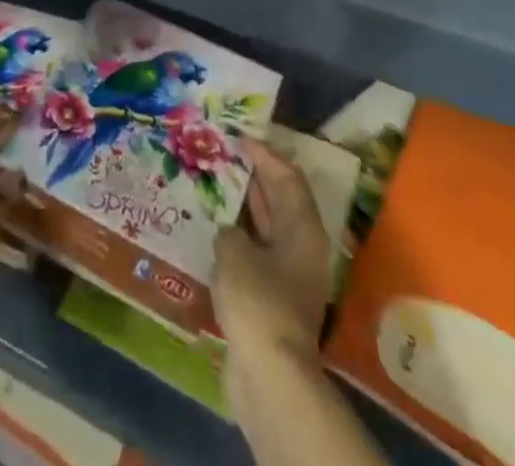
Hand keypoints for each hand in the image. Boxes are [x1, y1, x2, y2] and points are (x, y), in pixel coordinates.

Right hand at [215, 139, 331, 400]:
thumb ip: (229, 230)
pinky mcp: (274, 299)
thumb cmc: (258, 301)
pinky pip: (257, 254)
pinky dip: (238, 238)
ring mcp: (290, 275)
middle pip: (280, 200)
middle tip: (222, 156)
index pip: (287, 176)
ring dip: (243, 208)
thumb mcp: (234, 251)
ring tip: (213, 186)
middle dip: (253, 177)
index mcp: (303, 228)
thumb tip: (229, 232)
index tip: (238, 137)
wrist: (270, 376)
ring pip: (267, 228)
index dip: (264, 153)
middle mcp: (302, 247)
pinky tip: (212, 231)